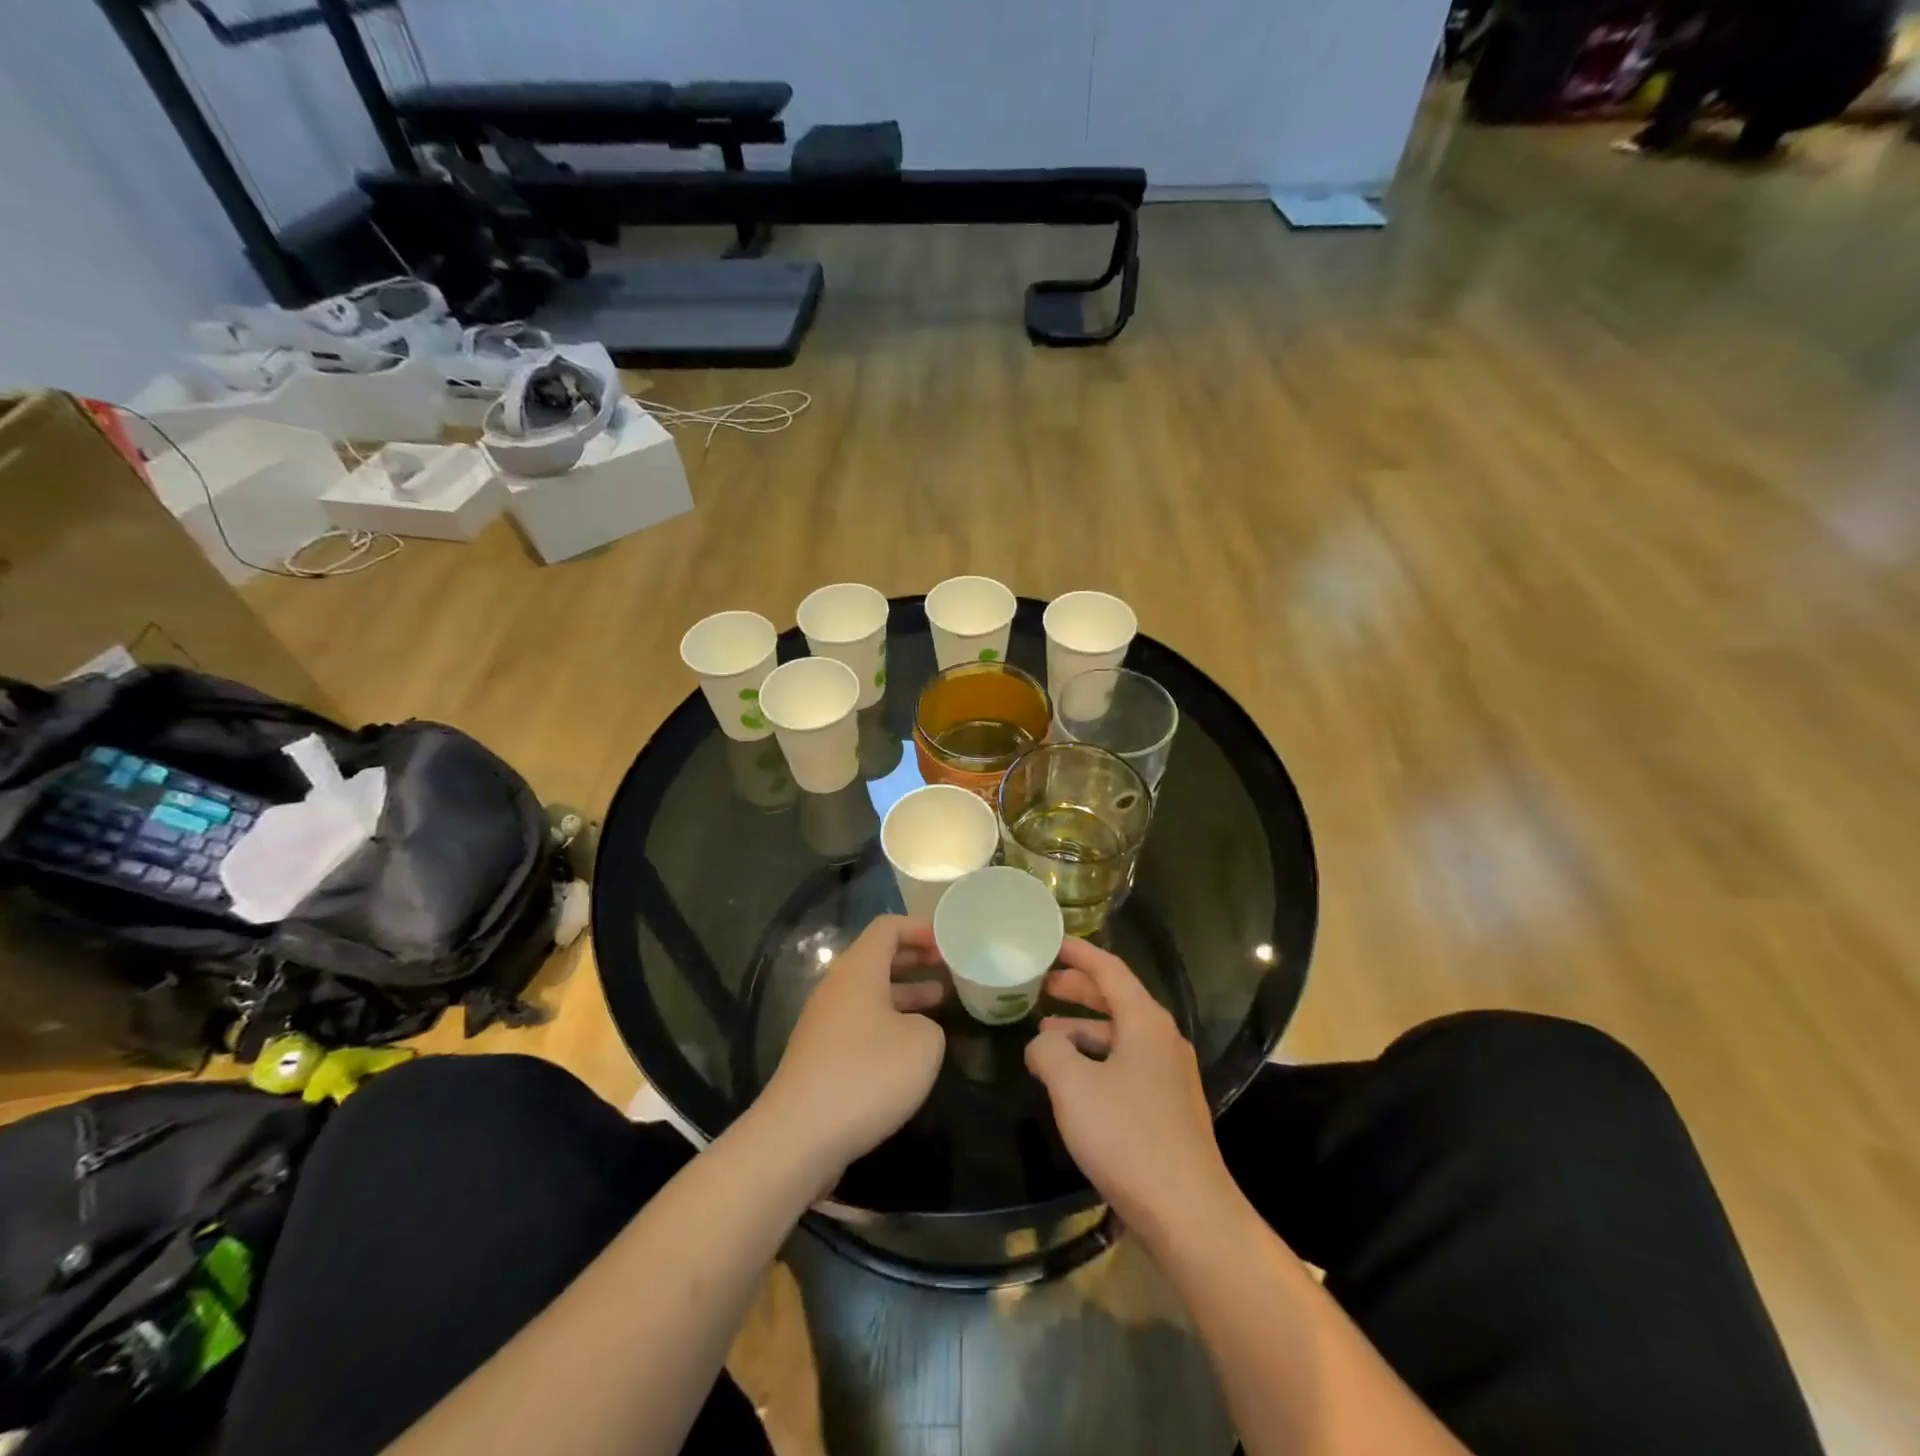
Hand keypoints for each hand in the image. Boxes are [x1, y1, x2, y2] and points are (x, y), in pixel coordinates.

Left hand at [763, 915, 947, 1180]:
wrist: (800, 1136)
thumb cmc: (867, 1075)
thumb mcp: (923, 1044)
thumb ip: (930, 1024)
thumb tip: (915, 1029)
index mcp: (858, 970)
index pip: (887, 928)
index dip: (919, 928)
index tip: (948, 942)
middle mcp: (836, 989)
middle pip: (876, 958)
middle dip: (914, 959)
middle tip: (948, 968)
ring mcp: (824, 1024)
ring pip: (869, 994)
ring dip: (904, 993)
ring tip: (940, 1002)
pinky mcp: (820, 1057)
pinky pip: (860, 1024)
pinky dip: (888, 1023)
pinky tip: (910, 1047)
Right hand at [1025, 938, 1237, 1237]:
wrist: (1189, 1214)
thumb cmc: (1128, 1137)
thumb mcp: (1072, 1085)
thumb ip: (1048, 1051)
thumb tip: (1042, 1043)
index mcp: (1145, 1022)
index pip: (1109, 970)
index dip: (1079, 953)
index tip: (1052, 942)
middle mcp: (1163, 1039)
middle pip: (1116, 999)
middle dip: (1078, 989)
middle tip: (1041, 986)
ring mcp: (1170, 1076)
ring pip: (1120, 1035)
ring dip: (1083, 1029)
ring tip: (1046, 1036)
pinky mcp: (1168, 1108)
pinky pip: (1126, 1065)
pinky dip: (1096, 1059)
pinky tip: (1073, 1082)